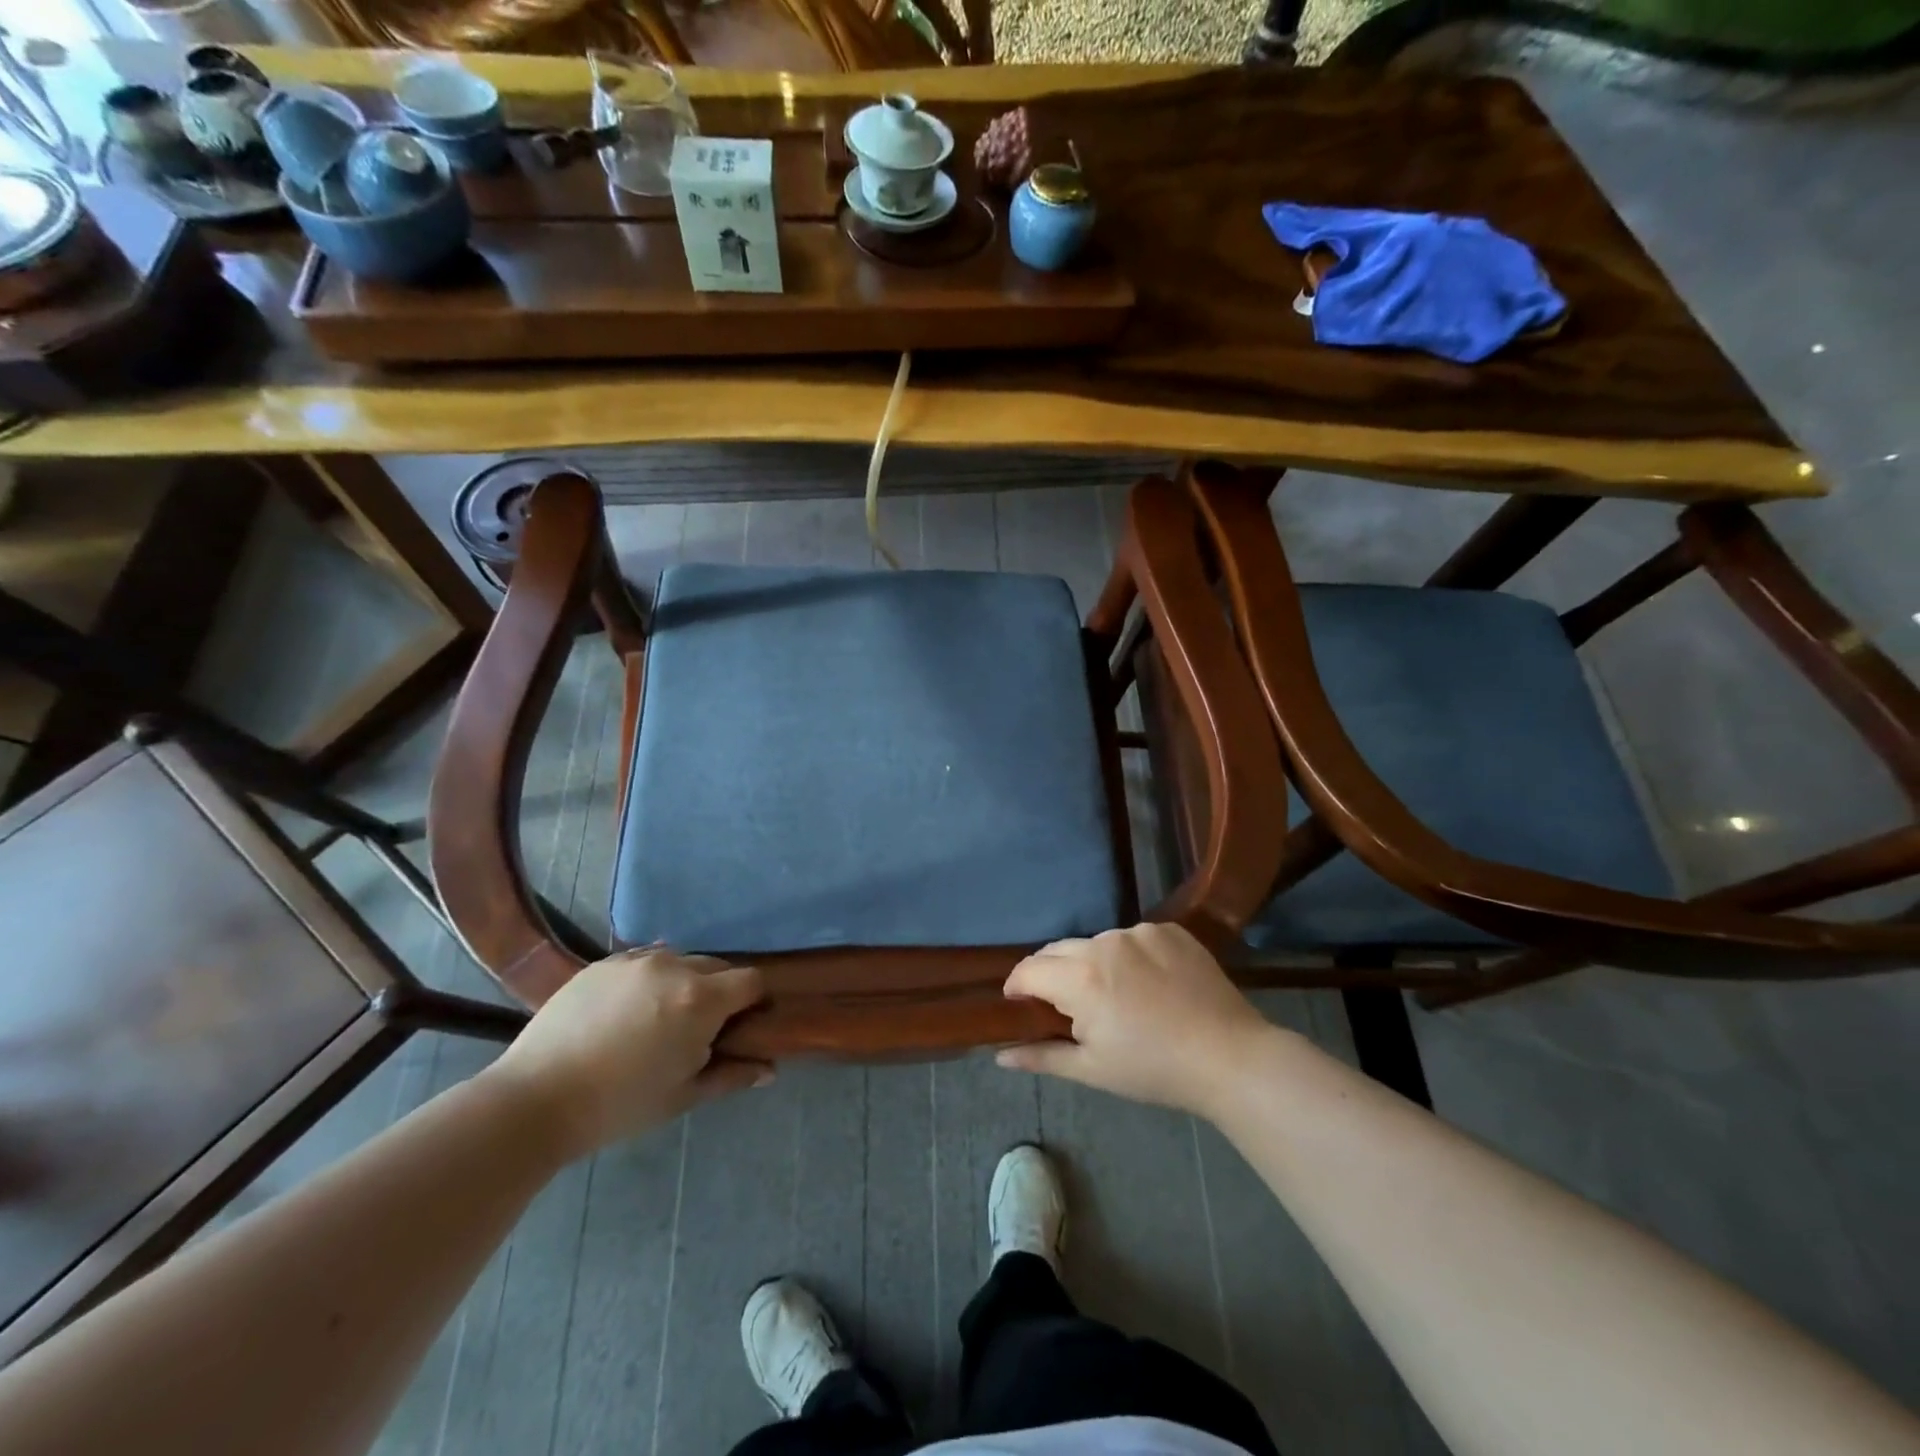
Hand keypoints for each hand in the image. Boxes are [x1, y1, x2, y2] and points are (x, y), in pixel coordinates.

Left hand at [486, 948, 770, 1159]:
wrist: (536, 1099)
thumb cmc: (620, 1105)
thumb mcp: (683, 1096)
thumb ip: (731, 1076)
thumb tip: (769, 1070)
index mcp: (701, 998)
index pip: (751, 980)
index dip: (754, 1001)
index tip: (742, 1026)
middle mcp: (675, 965)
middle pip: (718, 967)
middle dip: (719, 992)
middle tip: (699, 1030)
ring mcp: (636, 960)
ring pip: (680, 960)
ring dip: (684, 982)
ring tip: (660, 1018)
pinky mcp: (603, 962)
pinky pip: (644, 960)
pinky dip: (650, 979)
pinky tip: (629, 1011)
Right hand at [997, 923, 1273, 1116]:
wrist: (1230, 1057)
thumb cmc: (1154, 1069)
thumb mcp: (1093, 1069)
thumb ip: (1042, 1056)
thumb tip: (1000, 1055)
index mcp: (1080, 978)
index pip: (1028, 970)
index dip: (1017, 987)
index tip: (1020, 1005)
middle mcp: (1104, 943)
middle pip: (1058, 950)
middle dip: (1052, 975)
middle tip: (1067, 1007)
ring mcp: (1139, 931)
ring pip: (1096, 942)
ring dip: (1092, 964)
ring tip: (1116, 997)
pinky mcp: (1169, 929)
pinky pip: (1132, 937)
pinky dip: (1129, 956)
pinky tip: (1149, 984)